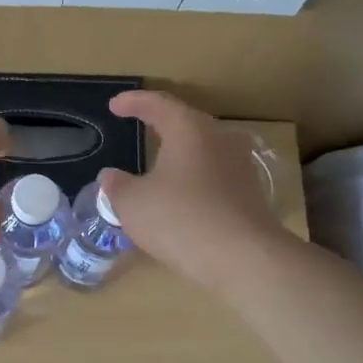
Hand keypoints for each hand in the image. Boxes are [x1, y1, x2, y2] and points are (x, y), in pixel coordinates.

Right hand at [98, 91, 289, 291]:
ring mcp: (241, 166)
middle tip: (141, 126)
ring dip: (182, 153)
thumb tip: (110, 176)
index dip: (134, 103)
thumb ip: (117, 186)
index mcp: (189, 129)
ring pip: (205, 149)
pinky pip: (216, 175)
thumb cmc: (181, 219)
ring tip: (161, 162)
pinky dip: (196, 178)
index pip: (158, 104)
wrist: (245, 259)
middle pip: (187, 122)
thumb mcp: (133, 204)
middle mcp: (220, 139)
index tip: (115, 106)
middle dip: (162, 123)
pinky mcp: (251, 194)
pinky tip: (183, 195)